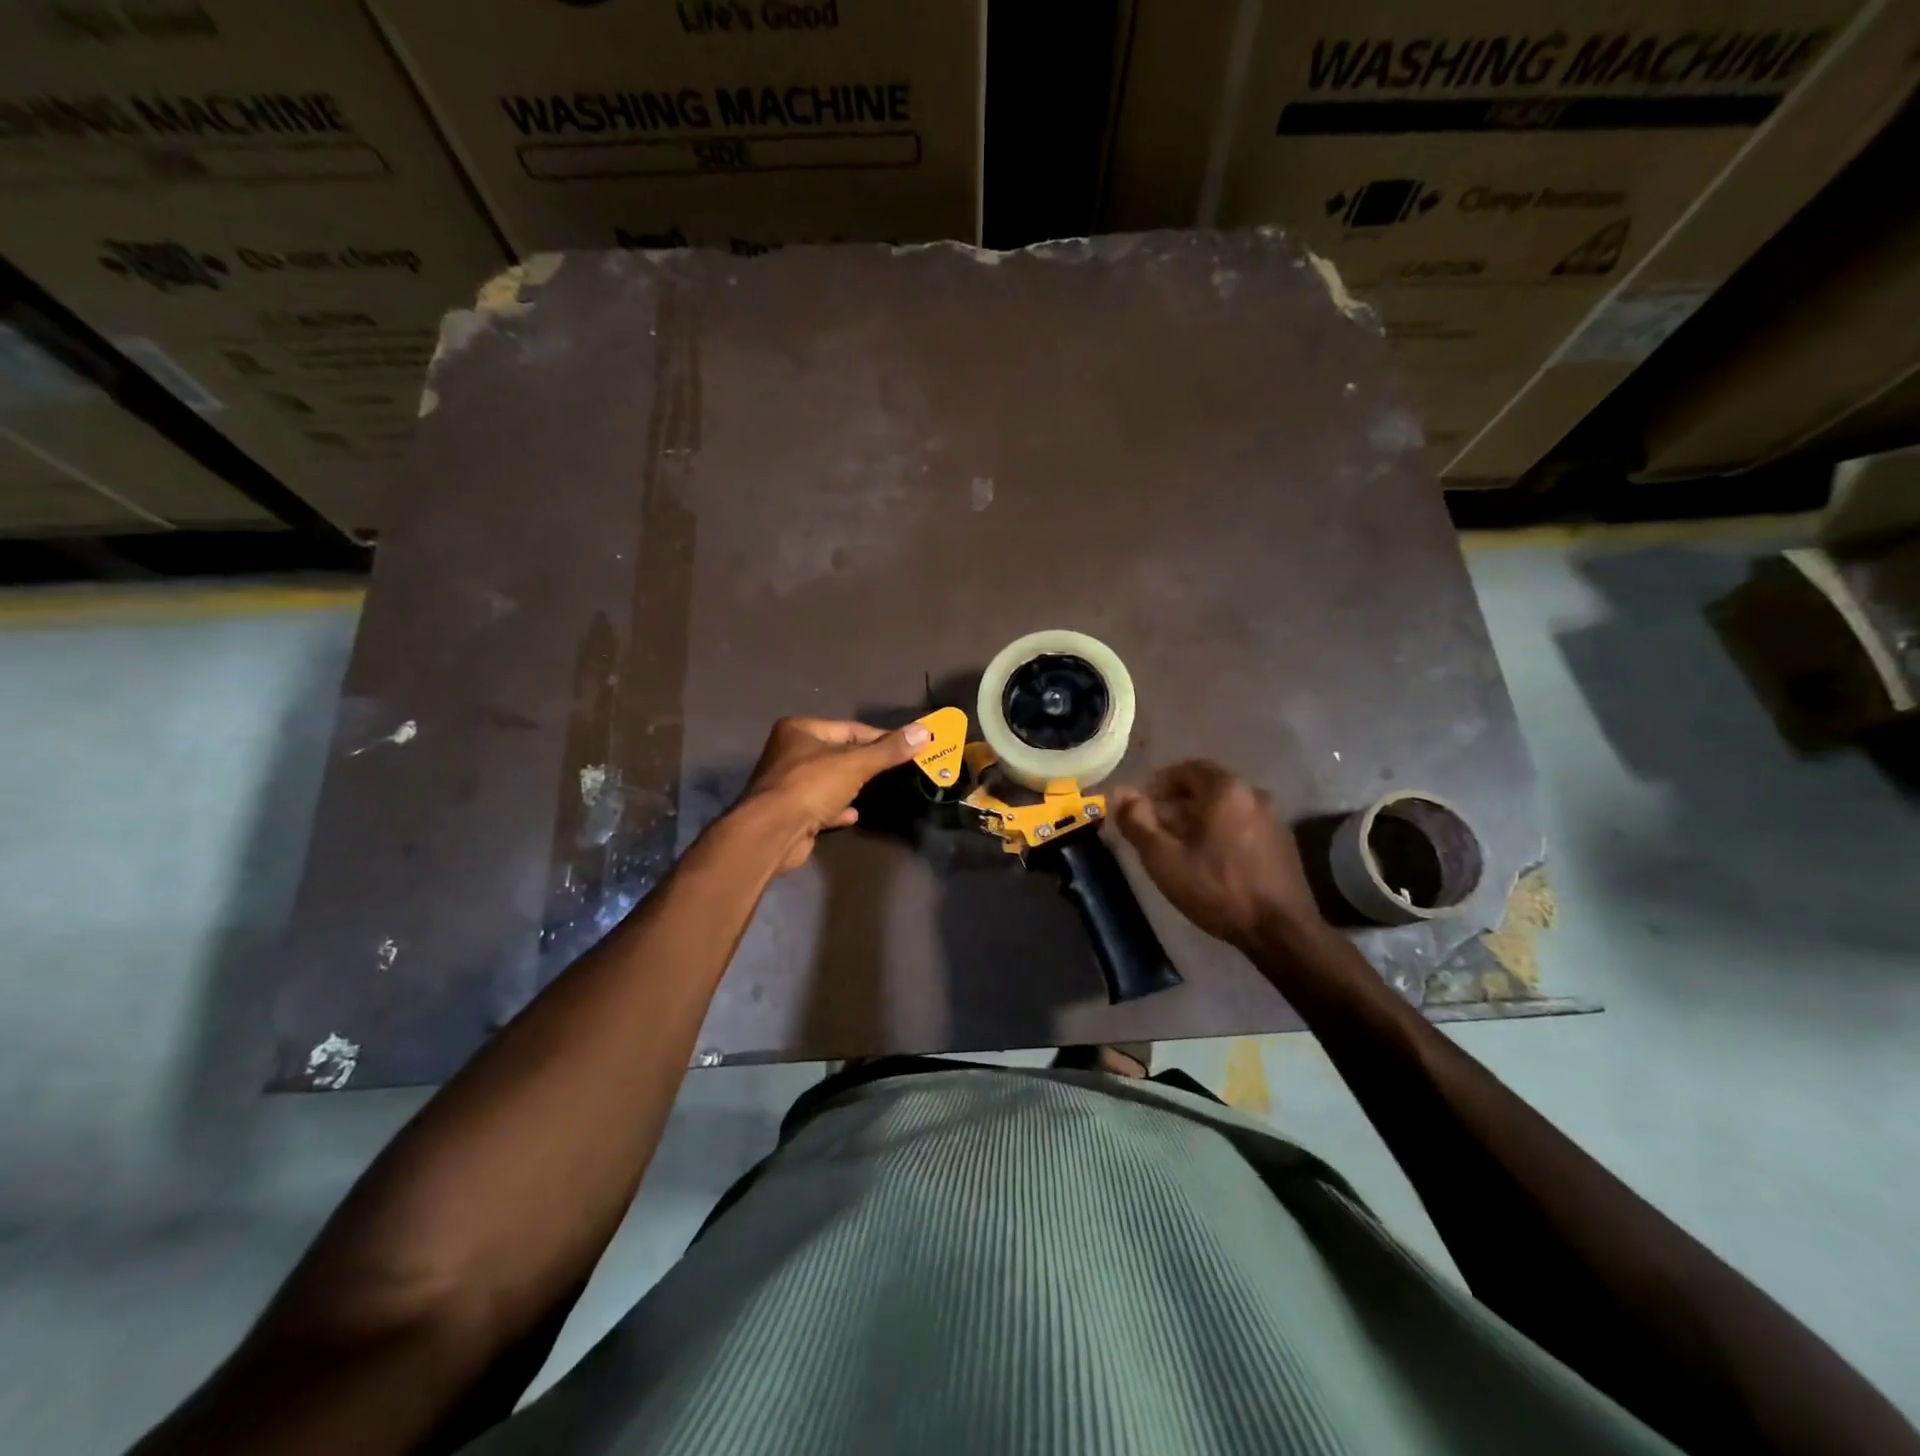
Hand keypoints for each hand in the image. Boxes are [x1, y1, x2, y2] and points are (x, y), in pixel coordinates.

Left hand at [737, 716, 929, 873]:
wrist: (773, 833)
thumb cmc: (811, 786)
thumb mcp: (856, 764)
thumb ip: (890, 750)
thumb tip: (925, 731)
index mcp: (800, 730)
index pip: (850, 729)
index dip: (880, 738)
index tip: (907, 746)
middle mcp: (789, 752)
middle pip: (838, 754)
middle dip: (865, 763)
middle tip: (895, 770)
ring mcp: (787, 784)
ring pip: (829, 780)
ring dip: (850, 786)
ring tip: (877, 790)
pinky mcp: (789, 812)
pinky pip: (820, 805)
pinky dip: (837, 808)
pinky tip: (853, 815)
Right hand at [1110, 761, 1321, 949]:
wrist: (1281, 931)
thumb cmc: (1217, 889)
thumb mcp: (1164, 858)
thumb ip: (1137, 821)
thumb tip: (1120, 792)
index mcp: (1226, 789)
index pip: (1187, 768)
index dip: (1159, 784)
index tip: (1142, 807)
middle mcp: (1254, 793)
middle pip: (1207, 787)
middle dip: (1177, 804)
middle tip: (1155, 830)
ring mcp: (1273, 818)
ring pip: (1226, 807)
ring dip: (1199, 819)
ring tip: (1179, 848)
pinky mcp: (1283, 842)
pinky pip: (1243, 824)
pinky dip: (1221, 832)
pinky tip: (1210, 861)